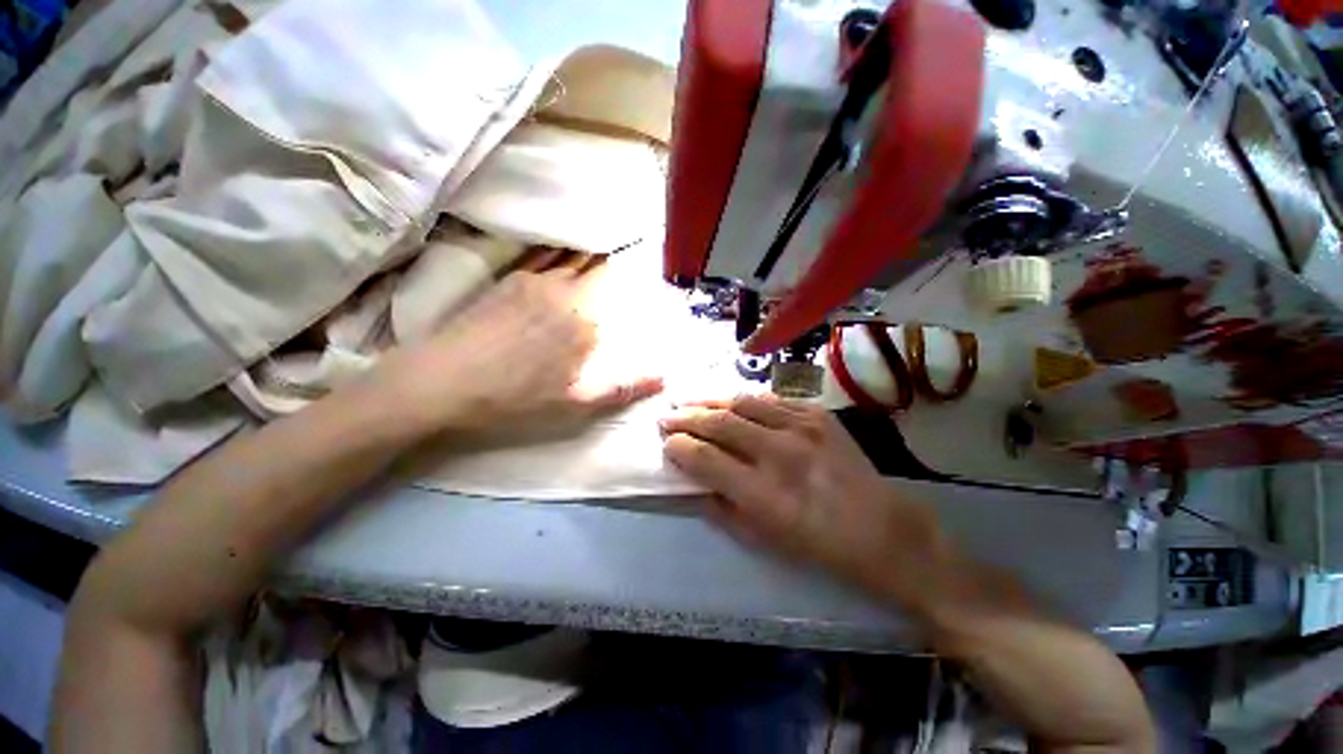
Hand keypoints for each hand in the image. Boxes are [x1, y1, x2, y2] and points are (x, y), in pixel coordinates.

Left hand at [368, 265, 662, 433]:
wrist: (442, 382)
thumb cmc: (516, 398)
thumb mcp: (576, 404)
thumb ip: (623, 388)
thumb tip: (664, 378)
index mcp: (585, 322)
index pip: (614, 290)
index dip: (624, 278)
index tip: (631, 268)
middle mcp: (564, 292)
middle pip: (593, 267)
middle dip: (607, 261)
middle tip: (618, 251)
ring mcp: (534, 281)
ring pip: (569, 259)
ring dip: (584, 254)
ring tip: (595, 246)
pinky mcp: (507, 279)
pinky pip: (542, 257)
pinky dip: (557, 252)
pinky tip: (560, 252)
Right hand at [660, 396, 943, 599]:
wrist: (884, 530)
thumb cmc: (819, 546)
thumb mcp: (763, 540)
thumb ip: (721, 508)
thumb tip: (691, 481)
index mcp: (764, 493)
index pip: (705, 458)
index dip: (678, 448)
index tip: (666, 444)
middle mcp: (780, 453)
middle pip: (719, 423)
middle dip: (686, 418)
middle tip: (667, 416)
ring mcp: (803, 427)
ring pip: (743, 402)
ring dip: (710, 400)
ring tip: (689, 401)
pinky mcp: (818, 415)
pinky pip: (772, 399)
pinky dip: (745, 399)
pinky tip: (732, 402)